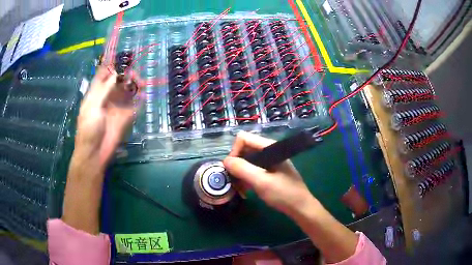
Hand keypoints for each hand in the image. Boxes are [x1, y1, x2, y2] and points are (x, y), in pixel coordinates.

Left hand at [62, 66, 138, 233]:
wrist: (95, 154)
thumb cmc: (88, 130)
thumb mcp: (92, 107)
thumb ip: (104, 90)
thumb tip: (116, 73)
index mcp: (95, 93)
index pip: (104, 74)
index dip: (112, 65)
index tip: (122, 57)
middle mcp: (107, 96)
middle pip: (118, 80)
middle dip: (126, 74)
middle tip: (133, 74)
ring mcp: (117, 106)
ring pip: (127, 90)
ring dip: (134, 84)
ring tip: (140, 83)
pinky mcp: (125, 116)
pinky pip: (134, 104)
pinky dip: (140, 98)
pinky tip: (144, 94)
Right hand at [223, 131, 313, 216]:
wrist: (301, 207)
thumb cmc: (283, 194)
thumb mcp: (261, 182)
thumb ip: (242, 169)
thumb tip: (225, 160)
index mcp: (269, 147)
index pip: (243, 139)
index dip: (234, 152)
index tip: (232, 170)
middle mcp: (269, 150)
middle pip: (244, 149)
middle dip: (236, 164)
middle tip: (234, 181)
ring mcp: (270, 160)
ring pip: (247, 160)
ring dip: (240, 173)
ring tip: (240, 188)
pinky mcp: (270, 170)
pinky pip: (253, 169)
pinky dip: (247, 177)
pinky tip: (246, 189)